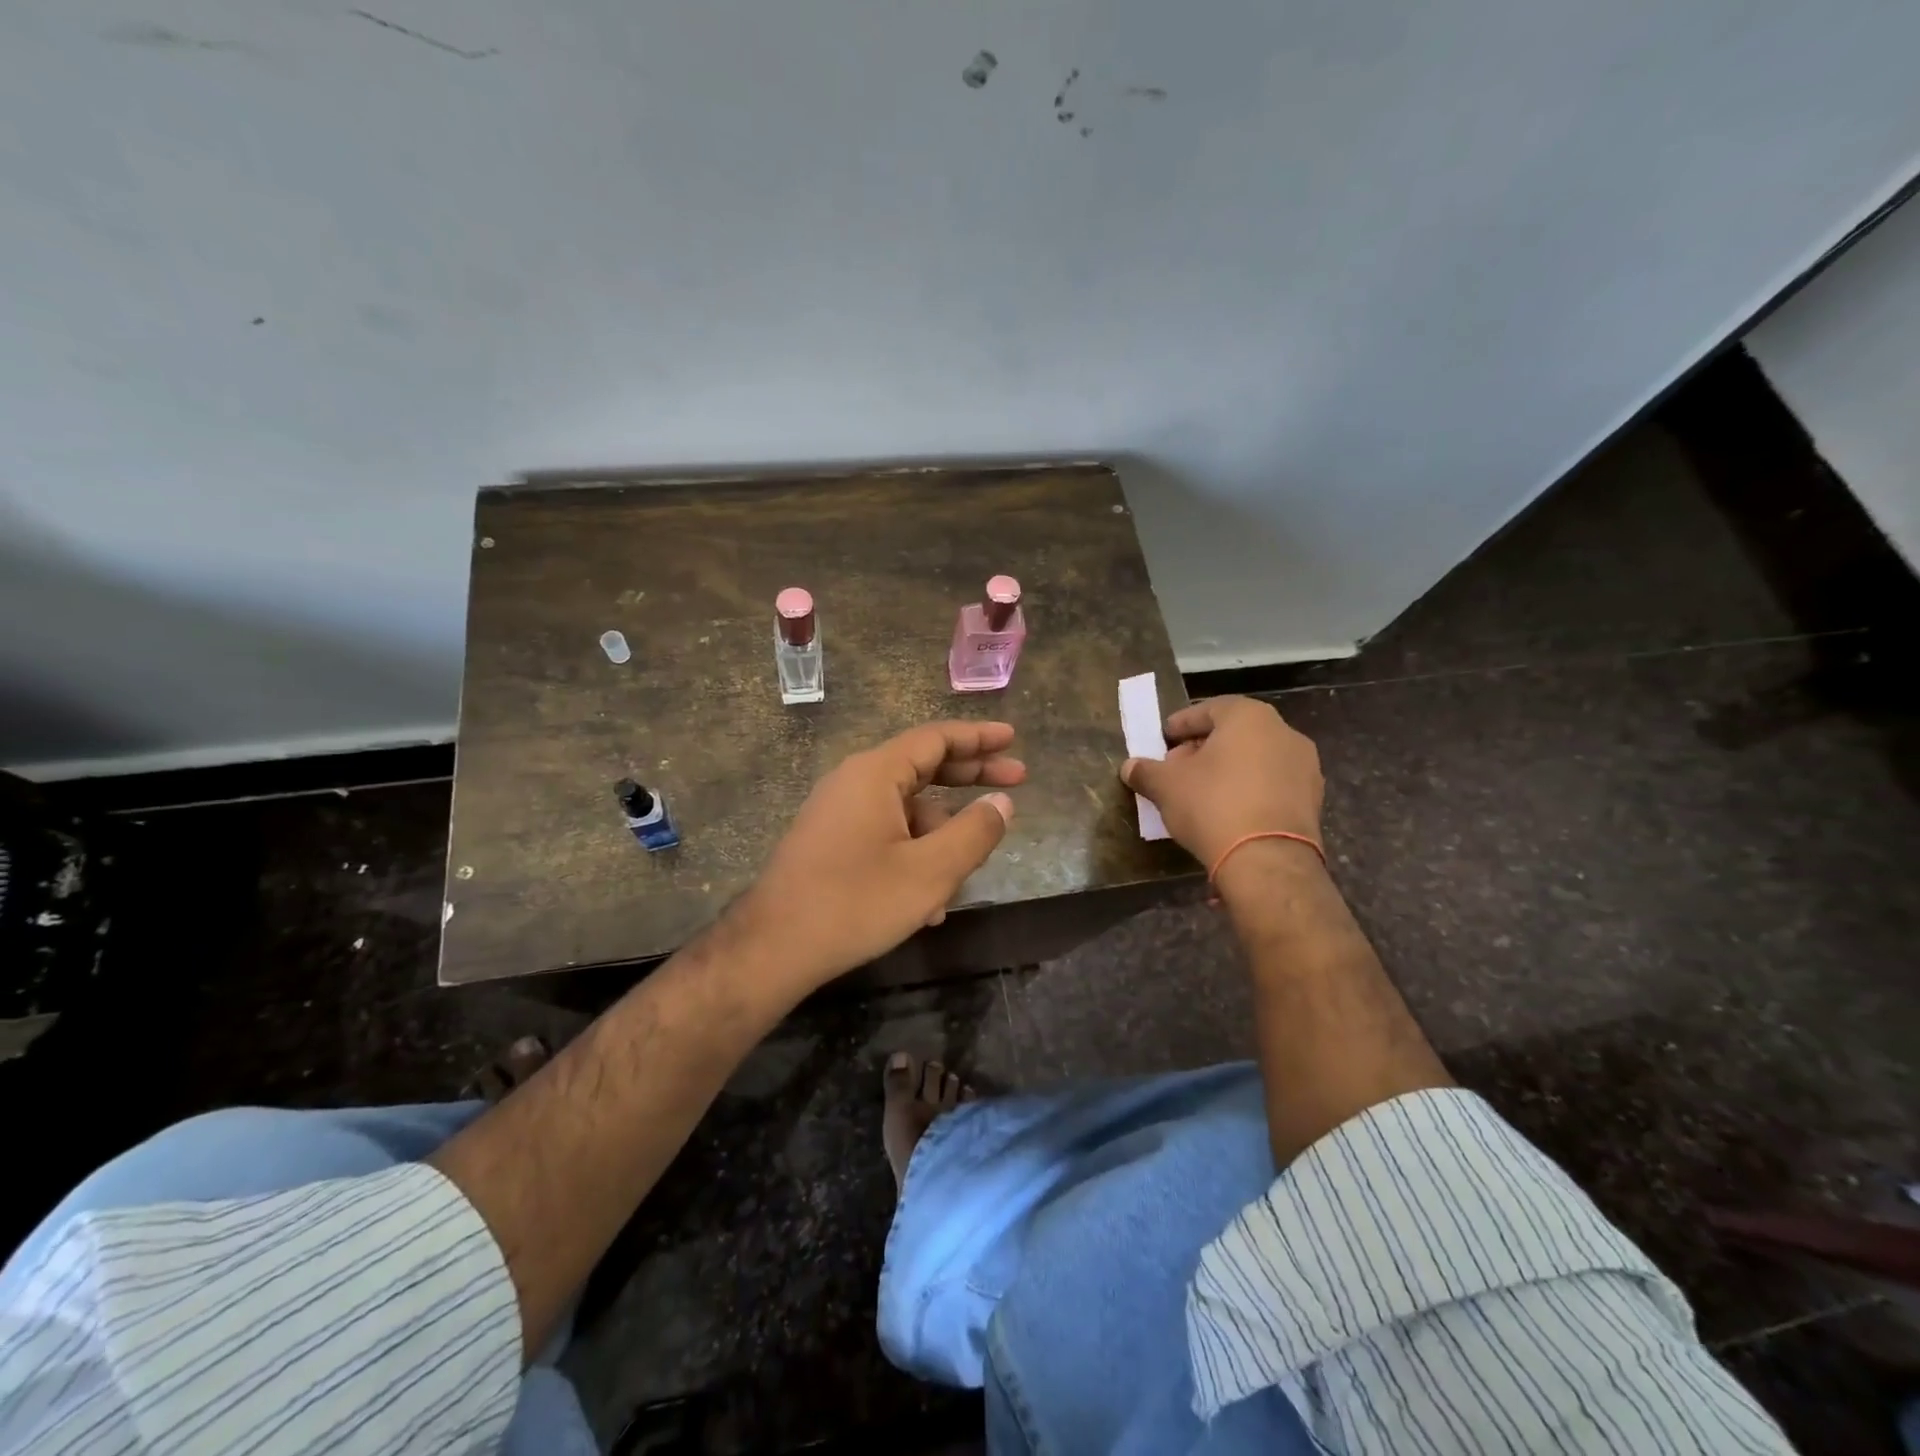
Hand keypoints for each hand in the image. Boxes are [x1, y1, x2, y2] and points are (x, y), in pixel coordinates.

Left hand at [736, 721, 1024, 990]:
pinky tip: (926, 903)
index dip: (979, 737)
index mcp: (875, 773)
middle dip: (970, 778)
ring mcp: (838, 812)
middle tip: (1016, 782)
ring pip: (906, 811)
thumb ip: (974, 832)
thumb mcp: (930, 871)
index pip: (936, 738)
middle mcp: (854, 782)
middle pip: (923, 767)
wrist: (773, 948)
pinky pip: (884, 834)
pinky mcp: (830, 842)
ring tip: (964, 879)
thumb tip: (1002, 803)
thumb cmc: (856, 903)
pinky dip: (913, 854)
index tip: (1012, 739)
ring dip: (940, 837)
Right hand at [1119, 696, 1321, 868]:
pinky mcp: (1312, 799)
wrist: (1267, 860)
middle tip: (1177, 768)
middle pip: (1234, 733)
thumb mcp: (1166, 786)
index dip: (1180, 725)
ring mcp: (1304, 766)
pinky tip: (1228, 811)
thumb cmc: (1212, 805)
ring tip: (1201, 792)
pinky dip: (1249, 789)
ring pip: (1255, 758)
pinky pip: (1272, 784)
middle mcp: (1283, 732)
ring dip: (1228, 769)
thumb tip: (1130, 767)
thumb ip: (1146, 771)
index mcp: (1249, 716)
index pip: (1207, 710)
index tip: (1163, 740)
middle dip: (1203, 748)